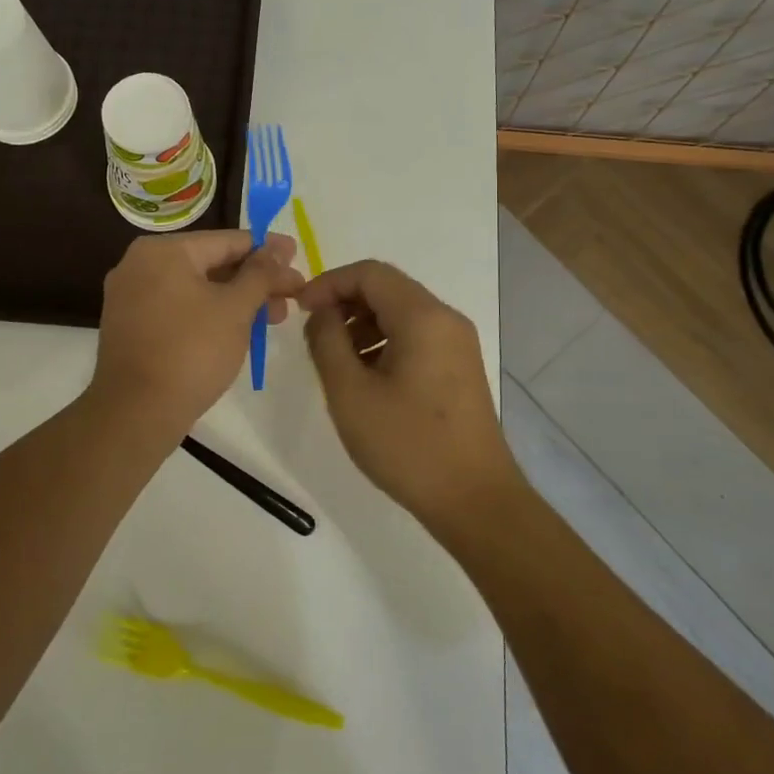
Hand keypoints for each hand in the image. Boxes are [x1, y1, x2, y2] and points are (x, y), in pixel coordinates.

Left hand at [90, 230, 301, 438]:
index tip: (298, 258)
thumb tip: (280, 248)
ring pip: (196, 288)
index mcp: (163, 250)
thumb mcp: (235, 309)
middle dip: (255, 280)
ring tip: (274, 318)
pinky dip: (209, 313)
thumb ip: (261, 273)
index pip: (228, 241)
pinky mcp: (130, 325)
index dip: (268, 251)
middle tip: (291, 297)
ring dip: (236, 300)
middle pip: (211, 263)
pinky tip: (238, 329)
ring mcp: (130, 296)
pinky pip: (178, 307)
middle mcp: (140, 264)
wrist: (136, 413)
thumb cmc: (192, 351)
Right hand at [299, 260, 519, 530]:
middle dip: (344, 302)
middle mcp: (445, 319)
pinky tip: (365, 376)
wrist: (475, 501)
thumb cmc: (407, 445)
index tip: (299, 309)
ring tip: (335, 359)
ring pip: (401, 312)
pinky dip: (384, 341)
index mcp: (422, 316)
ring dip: (362, 323)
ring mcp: (457, 343)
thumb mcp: (350, 392)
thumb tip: (321, 312)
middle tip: (313, 333)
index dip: (328, 283)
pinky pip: (416, 335)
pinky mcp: (460, 367)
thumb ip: (327, 341)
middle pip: (387, 288)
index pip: (369, 273)